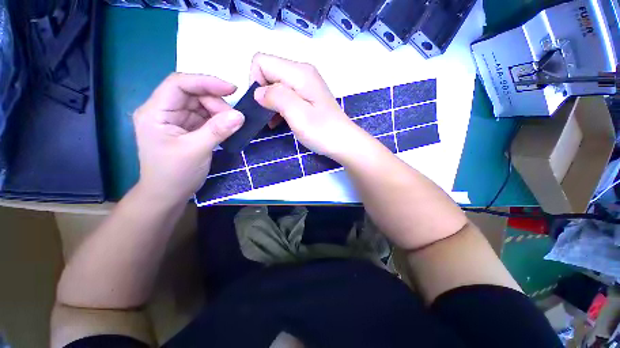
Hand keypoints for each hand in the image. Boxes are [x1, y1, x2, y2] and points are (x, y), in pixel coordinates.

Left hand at [133, 73, 243, 203]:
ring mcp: (177, 120)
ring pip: (202, 105)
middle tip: (234, 119)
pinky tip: (227, 129)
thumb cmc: (174, 174)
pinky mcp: (188, 128)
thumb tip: (240, 115)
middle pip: (193, 94)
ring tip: (231, 127)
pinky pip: (206, 118)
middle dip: (216, 103)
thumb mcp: (196, 151)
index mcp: (156, 111)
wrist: (168, 194)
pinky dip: (219, 121)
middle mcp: (165, 111)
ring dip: (219, 113)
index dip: (206, 82)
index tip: (232, 90)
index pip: (179, 84)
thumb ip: (218, 131)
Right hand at [250, 53, 365, 159]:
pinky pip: (285, 94)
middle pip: (269, 71)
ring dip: (270, 102)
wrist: (344, 142)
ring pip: (276, 85)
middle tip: (268, 115)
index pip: (262, 62)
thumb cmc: (322, 132)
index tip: (263, 105)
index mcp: (299, 73)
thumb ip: (276, 97)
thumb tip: (258, 92)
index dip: (256, 82)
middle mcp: (302, 72)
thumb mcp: (297, 115)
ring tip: (273, 121)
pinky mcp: (308, 96)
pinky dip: (279, 106)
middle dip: (263, 93)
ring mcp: (306, 84)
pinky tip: (280, 121)